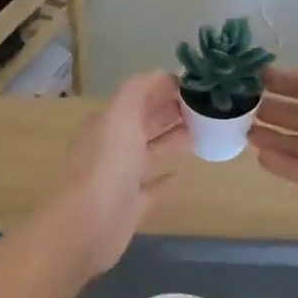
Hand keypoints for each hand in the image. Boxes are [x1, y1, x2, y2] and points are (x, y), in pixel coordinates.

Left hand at [49, 71, 189, 276]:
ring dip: (171, 142)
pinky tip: (182, 176)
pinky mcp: (129, 207)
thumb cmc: (108, 165)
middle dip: (171, 113)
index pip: (139, 98)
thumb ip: (139, 90)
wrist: (89, 224)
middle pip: (145, 123)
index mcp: (108, 123)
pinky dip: (165, 181)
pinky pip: (151, 189)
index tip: (197, 87)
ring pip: (149, 153)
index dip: (164, 89)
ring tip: (202, 134)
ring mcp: (120, 178)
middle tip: (208, 108)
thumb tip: (162, 74)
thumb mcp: (121, 115)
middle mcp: (111, 147)